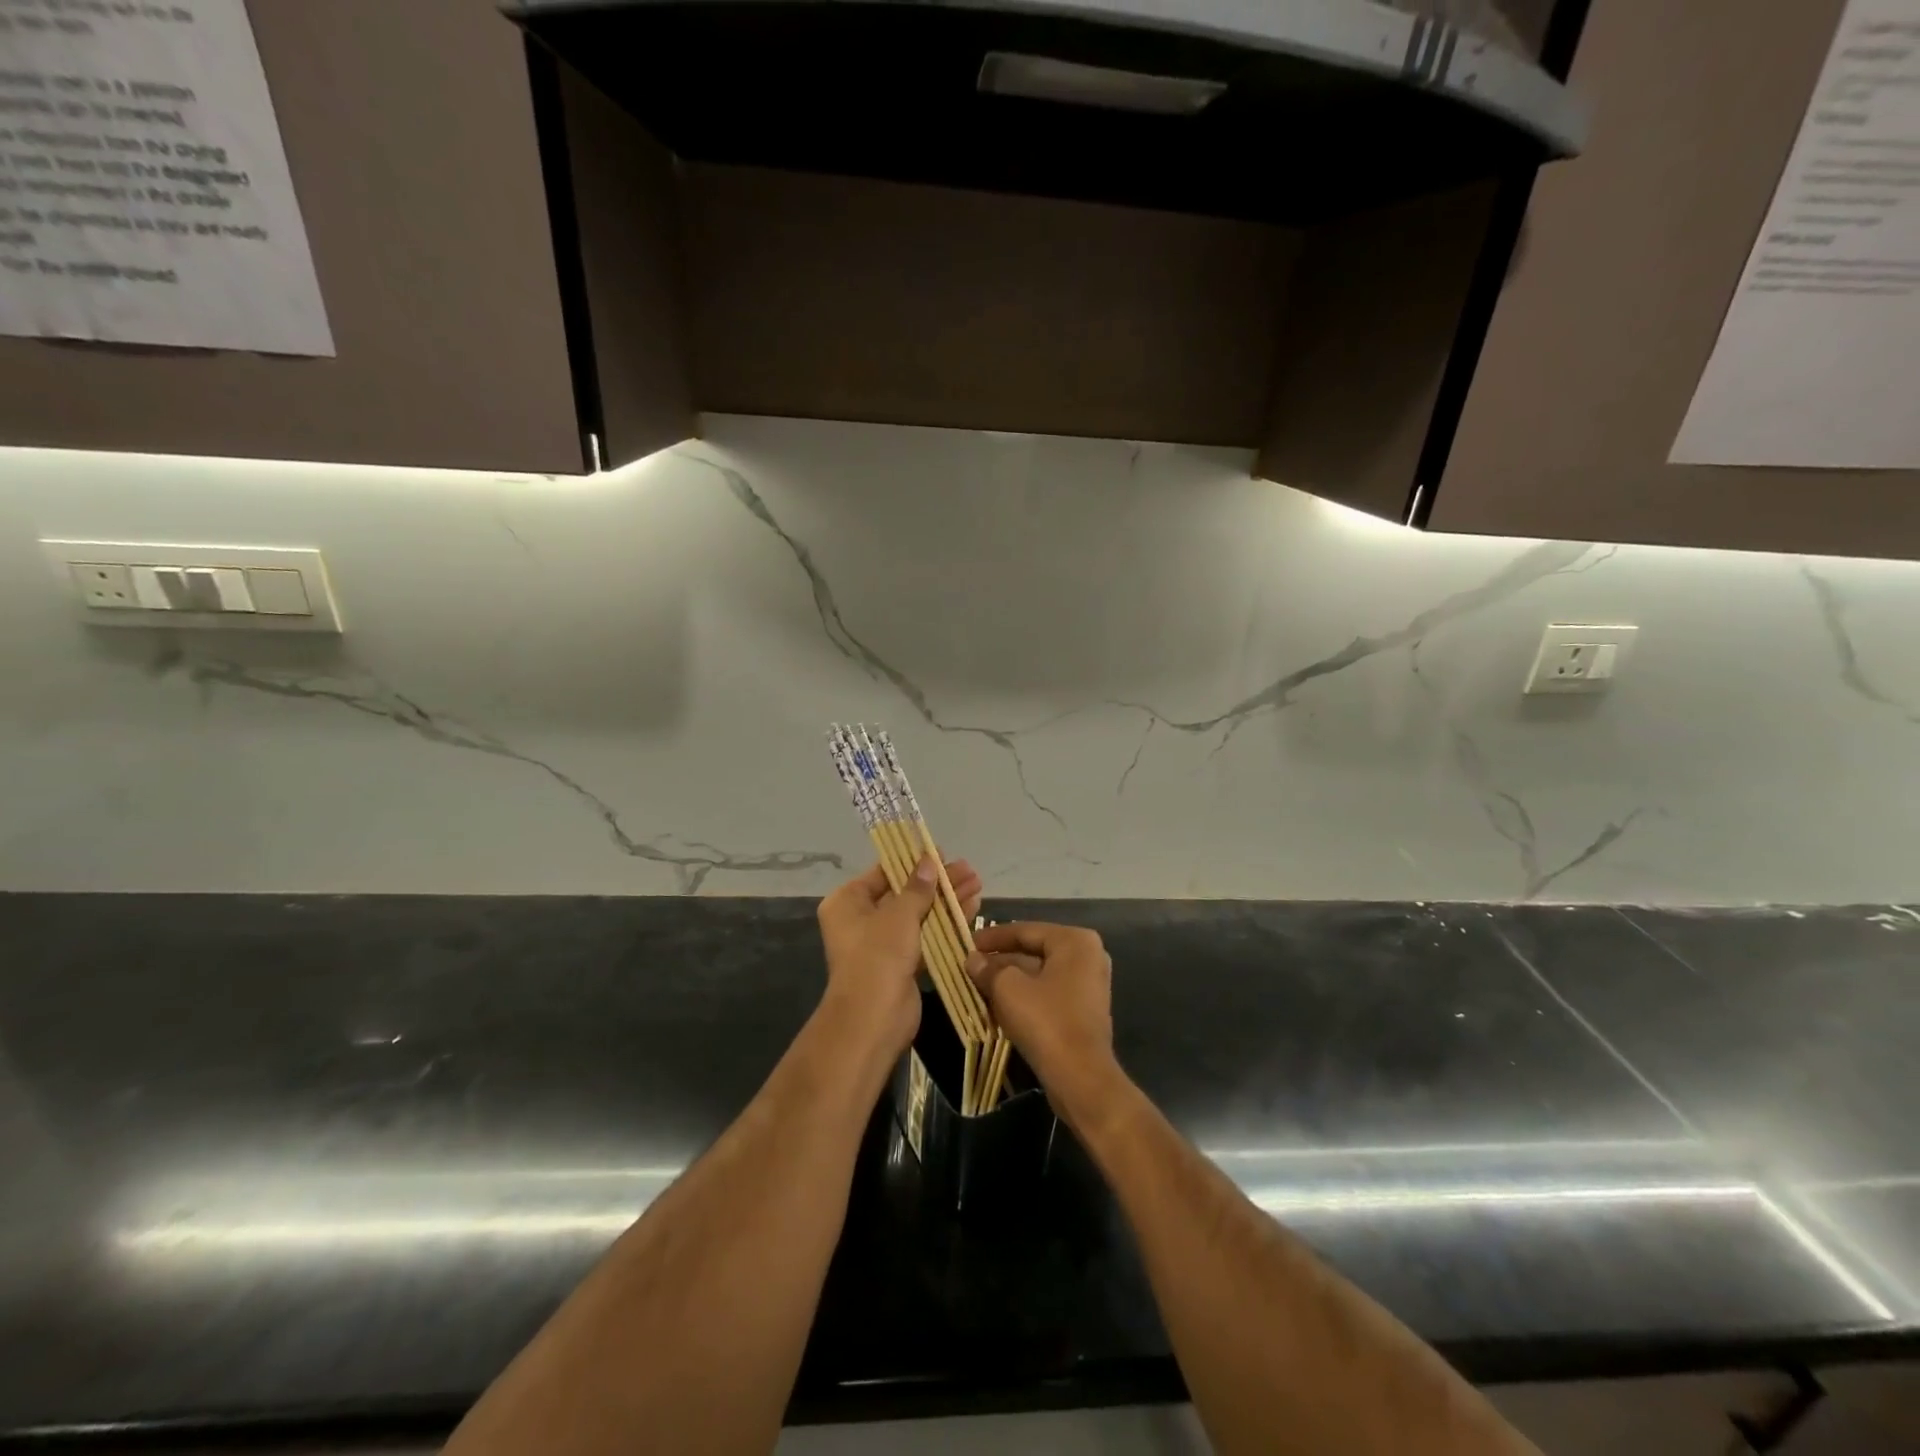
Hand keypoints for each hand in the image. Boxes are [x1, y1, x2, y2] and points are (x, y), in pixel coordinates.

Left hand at [815, 855, 982, 1060]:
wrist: (873, 1018)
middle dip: (938, 882)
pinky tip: (971, 910)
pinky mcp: (902, 963)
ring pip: (919, 915)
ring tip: (977, 884)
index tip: (942, 853)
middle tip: (968, 870)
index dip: (913, 862)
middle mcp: (861, 920)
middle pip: (905, 893)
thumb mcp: (899, 914)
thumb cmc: (878, 955)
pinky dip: (946, 924)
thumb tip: (929, 861)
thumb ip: (918, 887)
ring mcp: (882, 944)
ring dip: (947, 901)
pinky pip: (926, 936)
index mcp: (848, 902)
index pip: (883, 873)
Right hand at [966, 922, 1114, 1102]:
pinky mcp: (1083, 1011)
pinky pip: (1048, 993)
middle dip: (1001, 959)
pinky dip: (1024, 995)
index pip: (1026, 930)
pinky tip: (997, 1004)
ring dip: (1009, 979)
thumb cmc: (1046, 1021)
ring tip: (978, 984)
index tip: (968, 943)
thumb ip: (988, 969)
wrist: (1080, 1078)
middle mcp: (1087, 957)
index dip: (994, 937)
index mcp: (1075, 941)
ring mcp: (1088, 985)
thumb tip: (972, 960)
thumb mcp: (1008, 989)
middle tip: (971, 965)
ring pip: (1039, 974)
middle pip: (1034, 951)